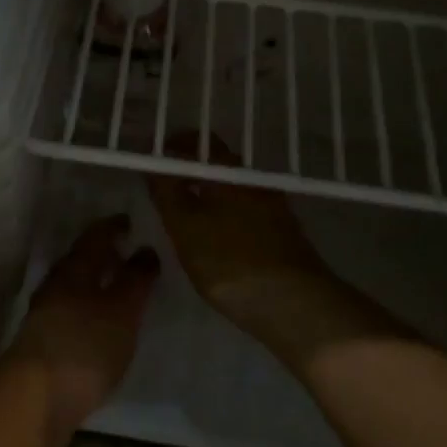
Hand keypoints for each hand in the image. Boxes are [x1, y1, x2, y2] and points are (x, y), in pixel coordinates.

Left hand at [6, 216, 159, 446]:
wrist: (35, 400)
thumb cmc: (84, 345)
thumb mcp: (122, 310)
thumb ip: (136, 279)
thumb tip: (145, 248)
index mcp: (74, 269)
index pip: (95, 236)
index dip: (113, 227)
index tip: (131, 222)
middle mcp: (56, 286)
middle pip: (81, 262)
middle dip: (105, 256)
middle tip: (130, 255)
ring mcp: (46, 316)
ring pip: (75, 289)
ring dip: (97, 285)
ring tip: (122, 292)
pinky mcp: (45, 345)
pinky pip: (72, 314)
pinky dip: (90, 311)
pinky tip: (103, 327)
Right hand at [149, 135, 407, 360]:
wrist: (295, 304)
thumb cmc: (229, 260)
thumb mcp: (184, 226)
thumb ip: (165, 190)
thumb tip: (152, 161)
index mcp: (228, 170)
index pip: (197, 141)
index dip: (172, 147)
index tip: (152, 162)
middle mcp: (253, 179)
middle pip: (216, 164)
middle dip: (189, 172)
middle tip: (162, 190)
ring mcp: (272, 205)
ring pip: (230, 190)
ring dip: (207, 195)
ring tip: (183, 217)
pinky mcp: (283, 232)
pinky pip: (244, 212)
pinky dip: (224, 215)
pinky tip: (215, 239)